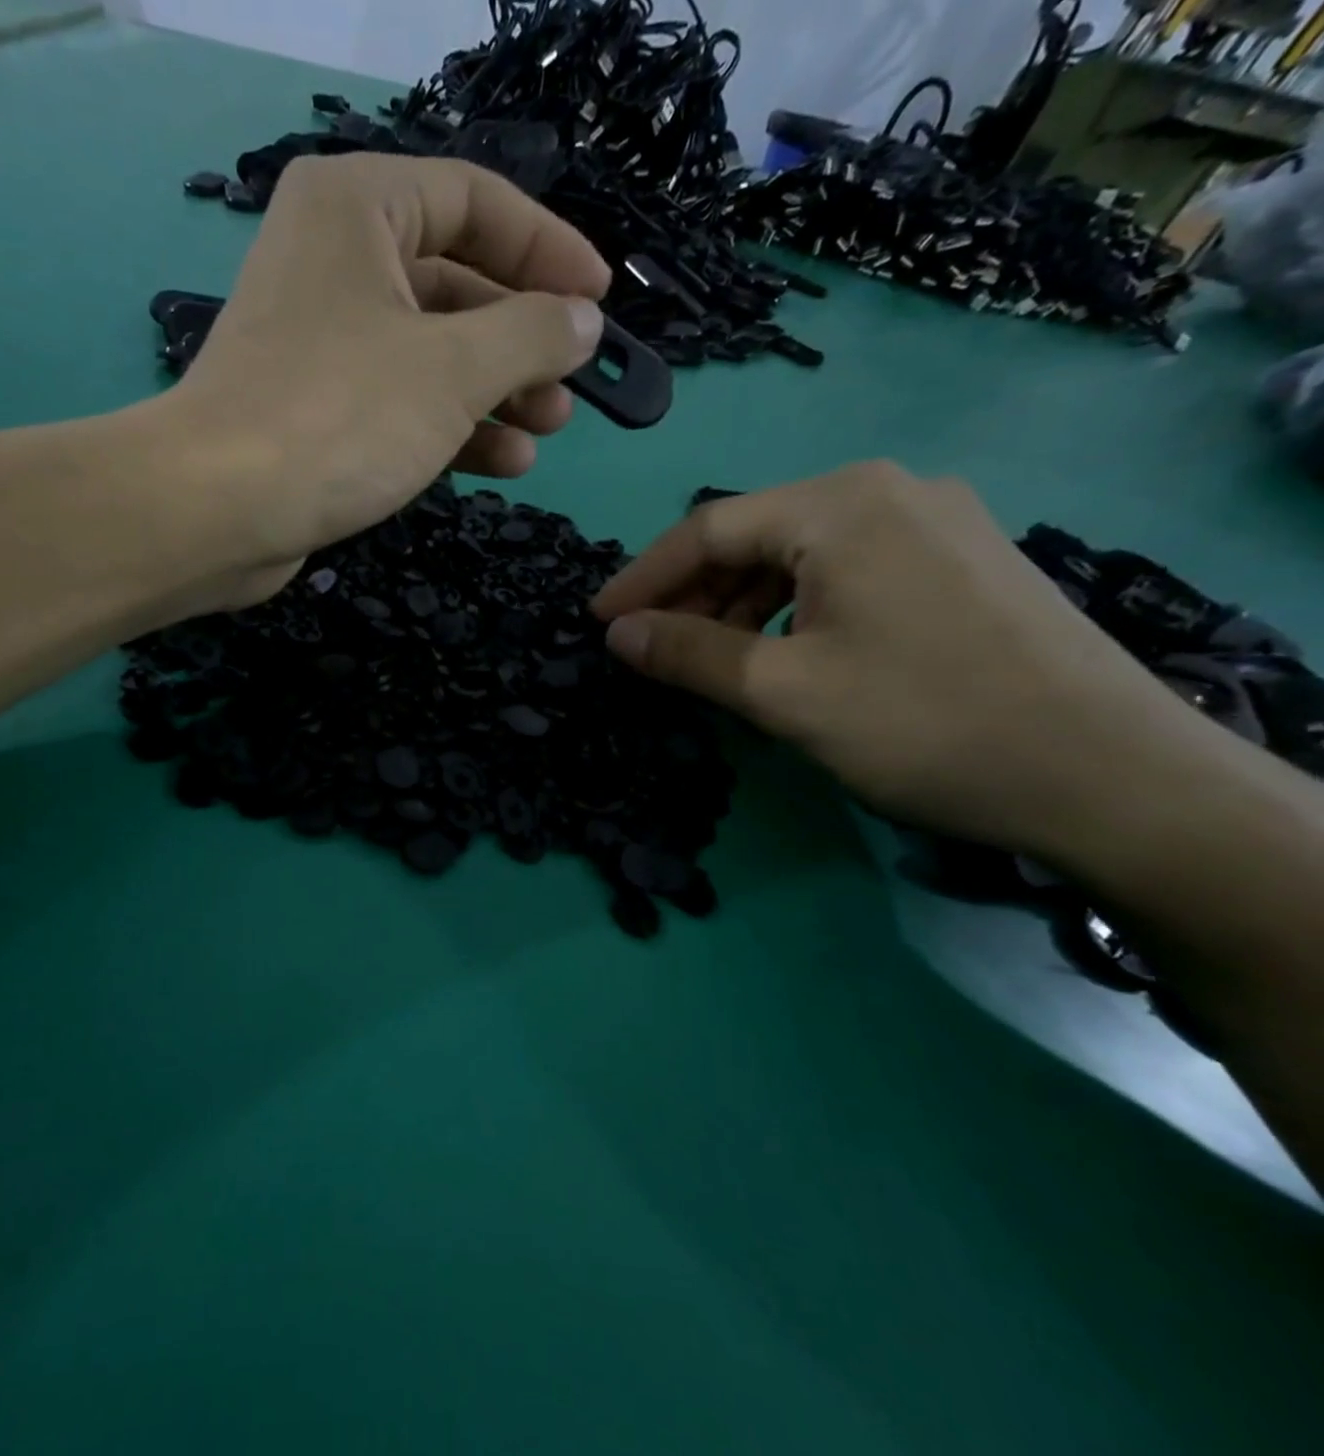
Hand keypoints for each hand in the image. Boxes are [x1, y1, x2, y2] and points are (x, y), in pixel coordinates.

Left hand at [166, 153, 609, 600]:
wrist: (217, 511)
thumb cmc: (339, 416)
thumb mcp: (454, 368)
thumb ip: (530, 335)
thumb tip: (582, 322)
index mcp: (356, 208)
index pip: (474, 201)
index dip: (547, 250)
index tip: (597, 302)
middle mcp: (332, 262)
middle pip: (454, 285)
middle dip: (520, 342)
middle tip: (569, 388)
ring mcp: (318, 343)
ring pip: (428, 355)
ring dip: (492, 395)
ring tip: (544, 432)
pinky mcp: (312, 412)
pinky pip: (396, 404)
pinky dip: (448, 429)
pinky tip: (501, 463)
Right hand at [591, 461, 1209, 858]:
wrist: (1110, 777)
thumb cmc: (922, 722)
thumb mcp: (781, 692)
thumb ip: (687, 653)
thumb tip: (616, 634)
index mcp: (842, 504)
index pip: (707, 529)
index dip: (641, 579)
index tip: (597, 624)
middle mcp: (889, 492)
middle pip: (754, 536)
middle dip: (692, 595)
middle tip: (650, 649)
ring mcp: (935, 524)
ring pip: (799, 556)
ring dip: (740, 606)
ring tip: (709, 660)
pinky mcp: (961, 562)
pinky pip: (846, 572)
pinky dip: (793, 610)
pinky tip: (781, 653)